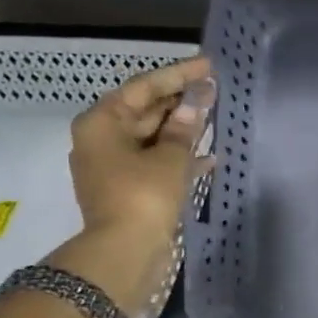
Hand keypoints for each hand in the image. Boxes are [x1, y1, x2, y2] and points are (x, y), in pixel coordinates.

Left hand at [68, 56, 213, 245]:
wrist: (125, 252)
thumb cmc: (143, 195)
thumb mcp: (169, 157)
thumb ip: (184, 127)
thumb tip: (196, 102)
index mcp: (102, 123)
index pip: (144, 87)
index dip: (178, 74)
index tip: (209, 65)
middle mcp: (102, 139)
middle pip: (145, 110)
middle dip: (180, 100)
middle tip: (215, 89)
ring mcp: (113, 166)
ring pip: (152, 136)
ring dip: (182, 128)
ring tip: (215, 115)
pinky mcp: (128, 188)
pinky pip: (155, 161)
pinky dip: (179, 156)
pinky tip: (209, 156)